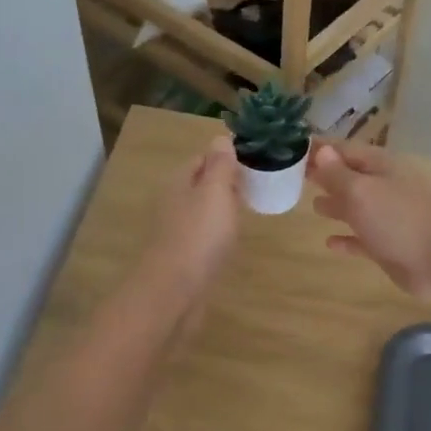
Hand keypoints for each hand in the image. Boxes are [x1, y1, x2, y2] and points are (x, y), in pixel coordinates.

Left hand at [138, 136, 242, 311]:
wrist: (174, 292)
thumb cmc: (198, 236)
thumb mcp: (214, 192)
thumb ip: (220, 166)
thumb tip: (221, 138)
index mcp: (179, 183)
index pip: (201, 159)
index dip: (225, 158)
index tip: (254, 161)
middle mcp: (173, 204)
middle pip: (200, 186)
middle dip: (224, 184)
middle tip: (256, 186)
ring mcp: (176, 233)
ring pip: (201, 213)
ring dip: (221, 210)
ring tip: (248, 212)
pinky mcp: (182, 259)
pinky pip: (202, 238)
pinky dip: (216, 235)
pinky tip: (230, 242)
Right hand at [308, 141, 430, 301]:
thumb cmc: (398, 219)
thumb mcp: (361, 191)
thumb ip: (337, 174)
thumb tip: (321, 151)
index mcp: (380, 167)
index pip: (344, 151)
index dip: (320, 150)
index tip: (292, 149)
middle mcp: (383, 188)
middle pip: (349, 178)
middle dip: (325, 177)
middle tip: (296, 177)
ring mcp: (388, 218)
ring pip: (356, 208)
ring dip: (336, 205)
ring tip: (313, 206)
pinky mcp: (388, 247)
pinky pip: (362, 239)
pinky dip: (347, 239)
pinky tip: (330, 243)